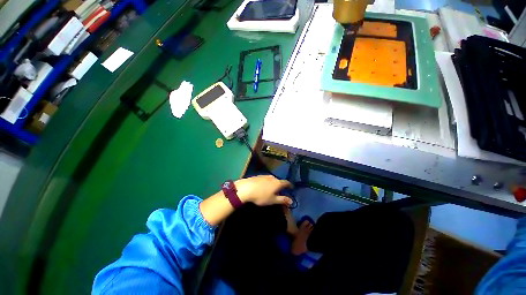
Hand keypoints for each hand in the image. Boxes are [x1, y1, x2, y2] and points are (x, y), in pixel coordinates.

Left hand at [235, 175, 292, 205]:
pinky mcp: (258, 176)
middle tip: (280, 190)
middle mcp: (272, 177)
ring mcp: (265, 175)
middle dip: (281, 185)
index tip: (291, 187)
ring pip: (272, 179)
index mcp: (277, 183)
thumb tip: (291, 200)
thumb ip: (282, 200)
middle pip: (279, 181)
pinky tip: (263, 186)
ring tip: (272, 189)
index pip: (286, 182)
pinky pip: (266, 179)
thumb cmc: (261, 196)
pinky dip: (267, 182)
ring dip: (273, 183)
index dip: (289, 185)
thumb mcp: (273, 200)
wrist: (246, 188)